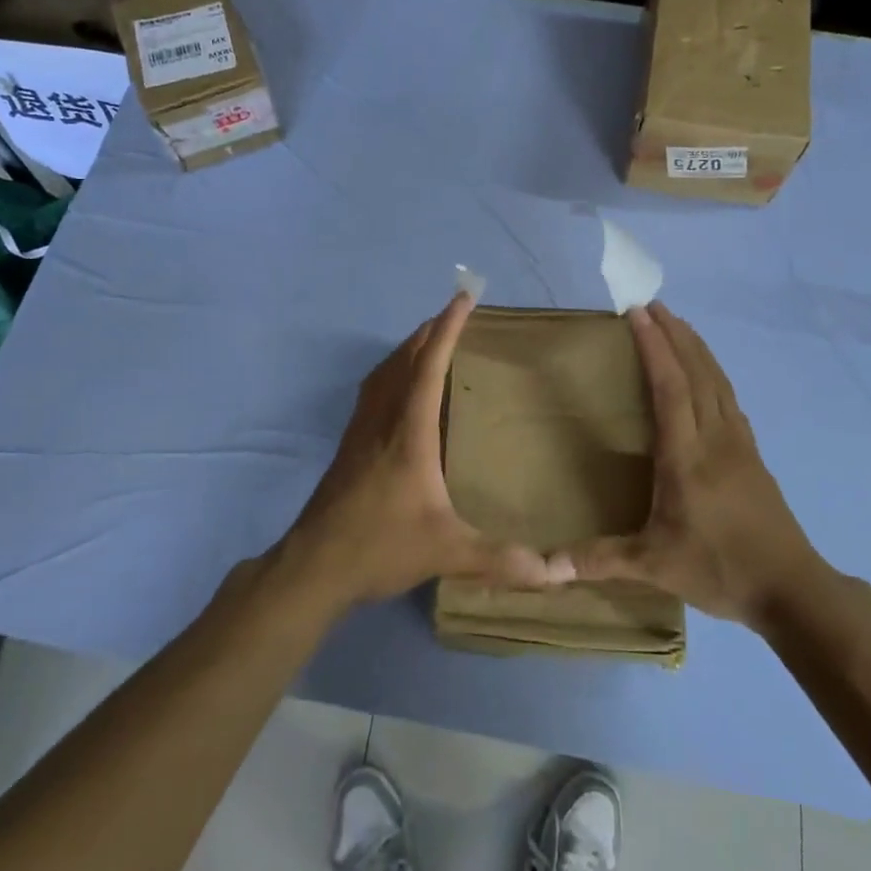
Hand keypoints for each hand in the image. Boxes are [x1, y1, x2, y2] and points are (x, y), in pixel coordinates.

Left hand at [278, 293, 567, 611]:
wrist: (314, 565)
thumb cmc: (380, 546)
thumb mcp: (446, 551)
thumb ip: (501, 558)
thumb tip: (556, 573)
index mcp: (409, 431)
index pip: (429, 365)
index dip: (447, 328)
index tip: (463, 298)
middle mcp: (382, 420)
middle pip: (404, 359)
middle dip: (429, 330)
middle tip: (453, 314)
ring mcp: (360, 431)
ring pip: (384, 372)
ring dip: (408, 349)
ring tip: (430, 341)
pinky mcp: (349, 446)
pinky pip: (373, 391)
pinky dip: (391, 372)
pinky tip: (398, 389)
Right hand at [561, 302, 814, 625]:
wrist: (793, 589)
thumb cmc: (720, 570)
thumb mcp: (654, 566)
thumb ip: (599, 560)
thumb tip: (544, 567)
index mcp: (688, 456)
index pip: (671, 387)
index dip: (655, 347)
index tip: (638, 314)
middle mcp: (716, 439)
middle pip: (698, 372)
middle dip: (675, 335)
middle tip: (653, 305)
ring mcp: (740, 444)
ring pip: (718, 382)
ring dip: (697, 348)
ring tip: (677, 325)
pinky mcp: (753, 455)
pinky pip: (729, 398)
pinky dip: (713, 373)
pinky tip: (708, 375)